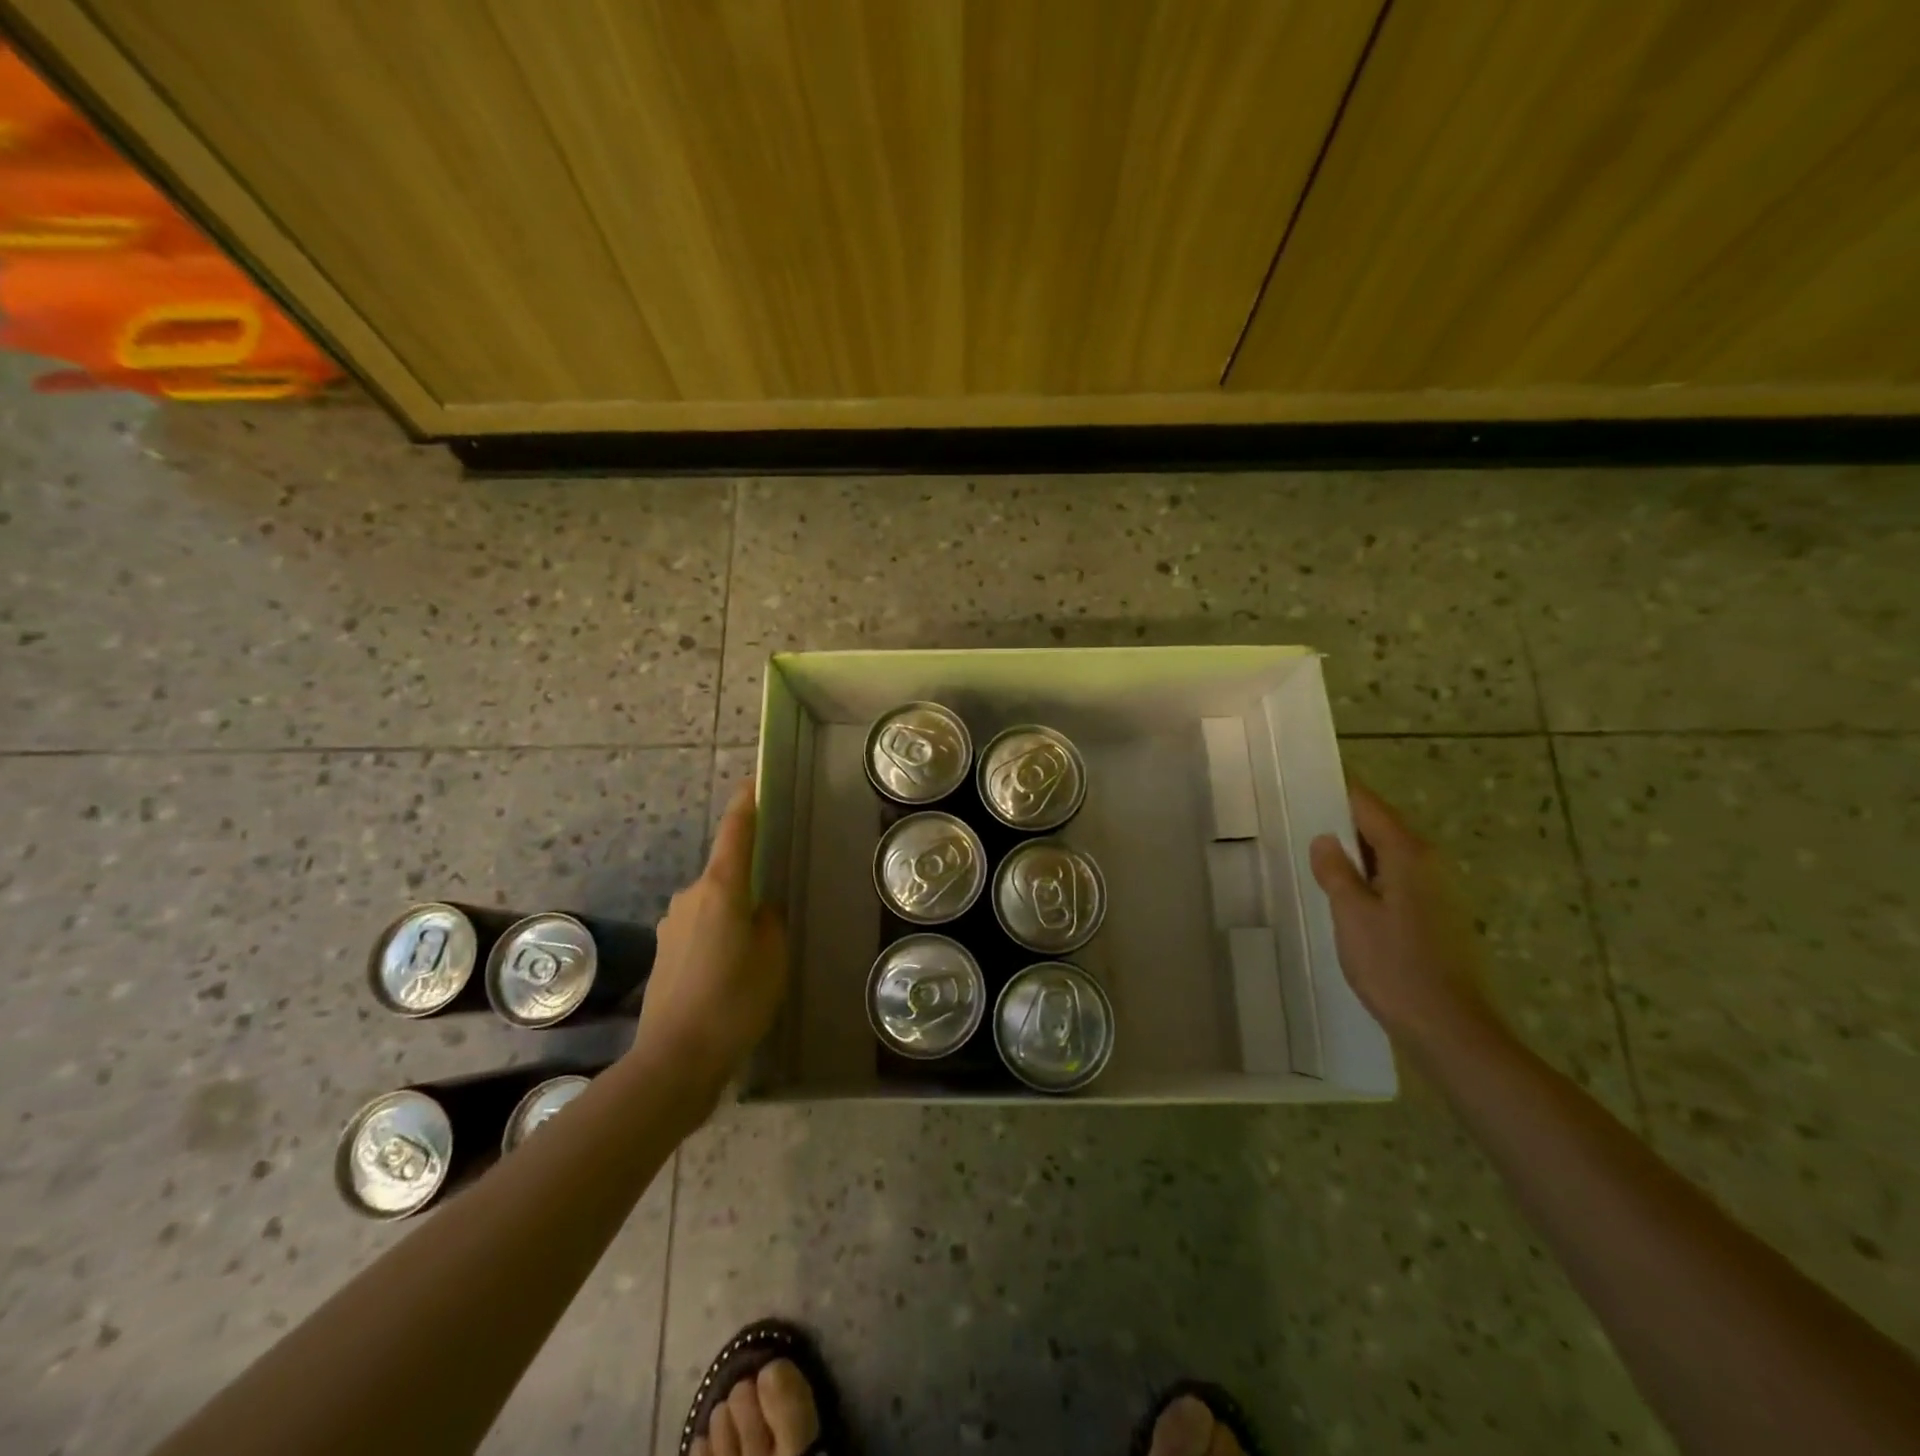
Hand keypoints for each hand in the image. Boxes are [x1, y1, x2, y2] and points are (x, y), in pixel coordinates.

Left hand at [630, 783, 788, 1106]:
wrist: (675, 1059)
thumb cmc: (735, 1000)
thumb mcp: (773, 957)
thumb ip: (771, 921)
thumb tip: (761, 908)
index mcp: (720, 889)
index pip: (734, 833)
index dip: (745, 805)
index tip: (754, 782)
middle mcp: (690, 897)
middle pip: (724, 872)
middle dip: (748, 879)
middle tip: (776, 901)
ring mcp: (672, 925)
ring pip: (713, 904)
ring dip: (733, 914)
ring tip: (757, 950)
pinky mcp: (665, 953)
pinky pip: (700, 929)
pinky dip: (719, 937)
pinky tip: (732, 971)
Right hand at [1309, 780, 1501, 1060]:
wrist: (1451, 1029)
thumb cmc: (1395, 966)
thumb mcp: (1351, 915)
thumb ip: (1336, 872)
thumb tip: (1325, 840)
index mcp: (1409, 855)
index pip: (1369, 806)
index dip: (1339, 792)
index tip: (1308, 782)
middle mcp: (1430, 865)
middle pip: (1381, 829)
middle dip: (1344, 824)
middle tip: (1300, 820)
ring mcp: (1439, 894)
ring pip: (1389, 858)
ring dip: (1356, 855)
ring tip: (1315, 857)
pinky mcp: (1438, 919)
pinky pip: (1397, 882)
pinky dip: (1370, 879)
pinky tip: (1345, 897)